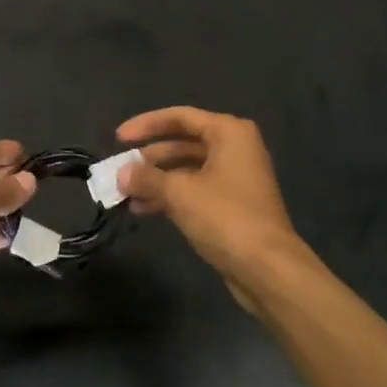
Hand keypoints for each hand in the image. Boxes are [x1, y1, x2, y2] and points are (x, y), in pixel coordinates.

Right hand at [116, 107, 303, 287]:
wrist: (268, 269)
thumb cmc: (225, 217)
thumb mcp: (180, 193)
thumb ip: (148, 178)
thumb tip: (121, 173)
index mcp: (229, 133)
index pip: (180, 117)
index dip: (146, 125)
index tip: (118, 138)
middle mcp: (235, 148)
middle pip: (183, 143)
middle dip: (149, 158)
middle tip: (119, 169)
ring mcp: (236, 178)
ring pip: (188, 169)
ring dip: (157, 180)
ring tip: (125, 193)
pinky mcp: (233, 205)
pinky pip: (195, 190)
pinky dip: (171, 196)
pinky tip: (144, 209)